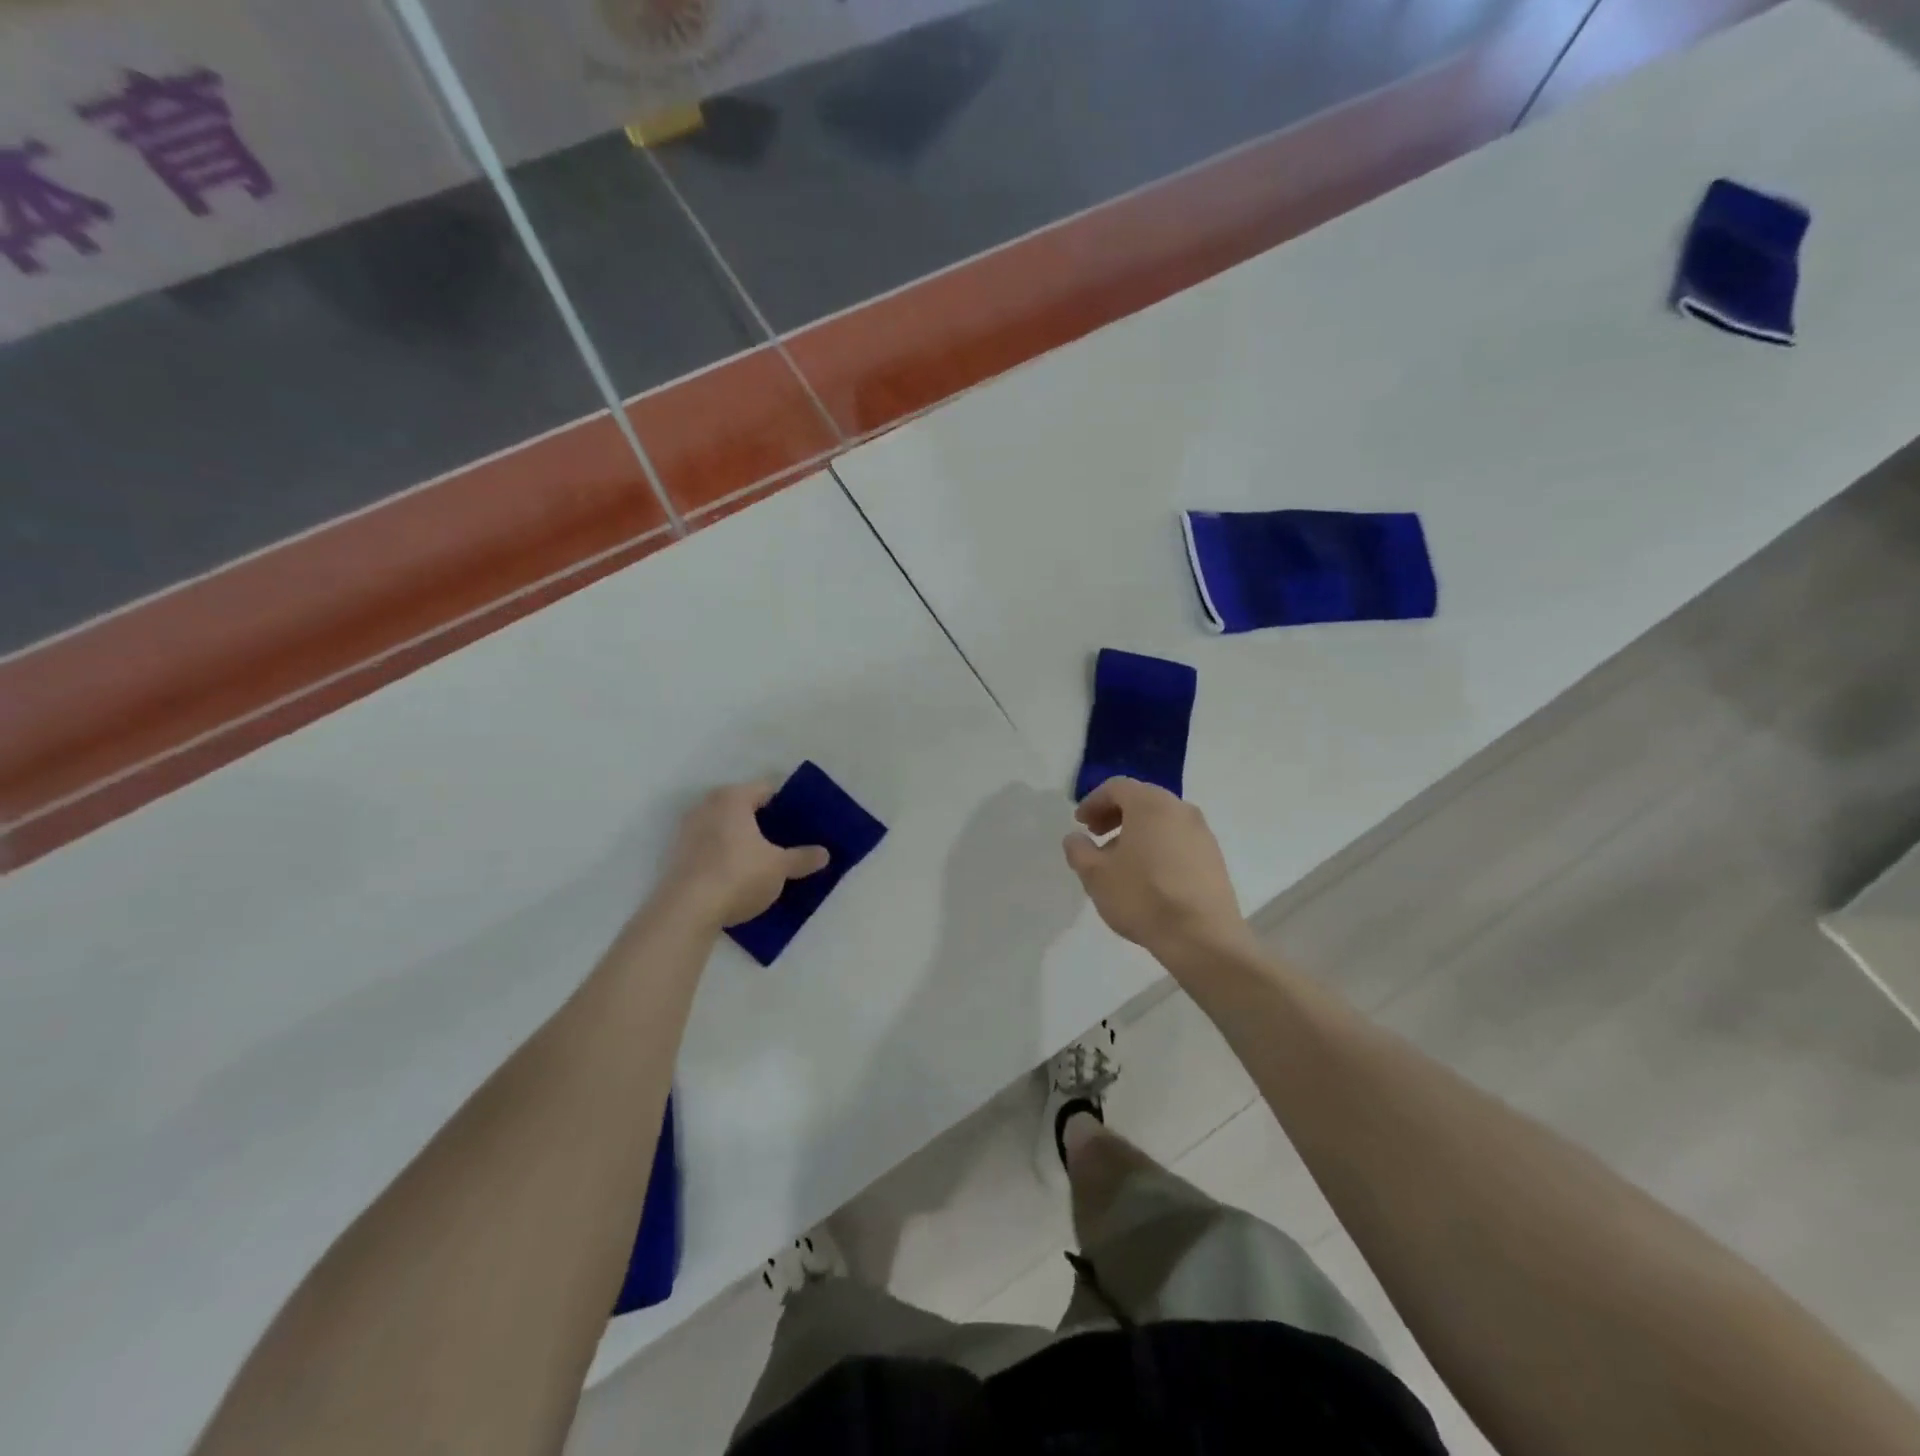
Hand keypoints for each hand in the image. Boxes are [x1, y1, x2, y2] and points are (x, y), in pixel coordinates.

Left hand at [658, 781, 829, 931]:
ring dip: (743, 840)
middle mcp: (707, 806)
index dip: (787, 805)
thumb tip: (824, 853)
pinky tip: (741, 875)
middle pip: (744, 808)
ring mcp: (688, 831)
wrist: (686, 911)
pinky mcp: (679, 856)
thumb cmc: (738, 875)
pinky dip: (726, 855)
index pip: (767, 790)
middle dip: (765, 823)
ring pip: (726, 828)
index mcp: (732, 798)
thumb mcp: (779, 867)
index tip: (802, 822)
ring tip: (766, 859)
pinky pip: (711, 848)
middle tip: (788, 840)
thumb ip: (802, 858)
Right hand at [1062, 777, 1253, 963]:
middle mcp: (1180, 809)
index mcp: (1150, 804)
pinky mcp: (1214, 857)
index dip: (1093, 802)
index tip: (1080, 824)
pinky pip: (1179, 839)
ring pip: (1162, 820)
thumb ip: (1079, 850)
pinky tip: (1148, 875)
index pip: (1117, 787)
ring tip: (1120, 860)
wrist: (1201, 937)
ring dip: (1137, 831)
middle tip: (1097, 836)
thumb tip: (1076, 838)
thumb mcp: (1096, 875)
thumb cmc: (1142, 897)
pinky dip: (1158, 845)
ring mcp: (1202, 833)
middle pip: (1142, 799)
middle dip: (1115, 814)